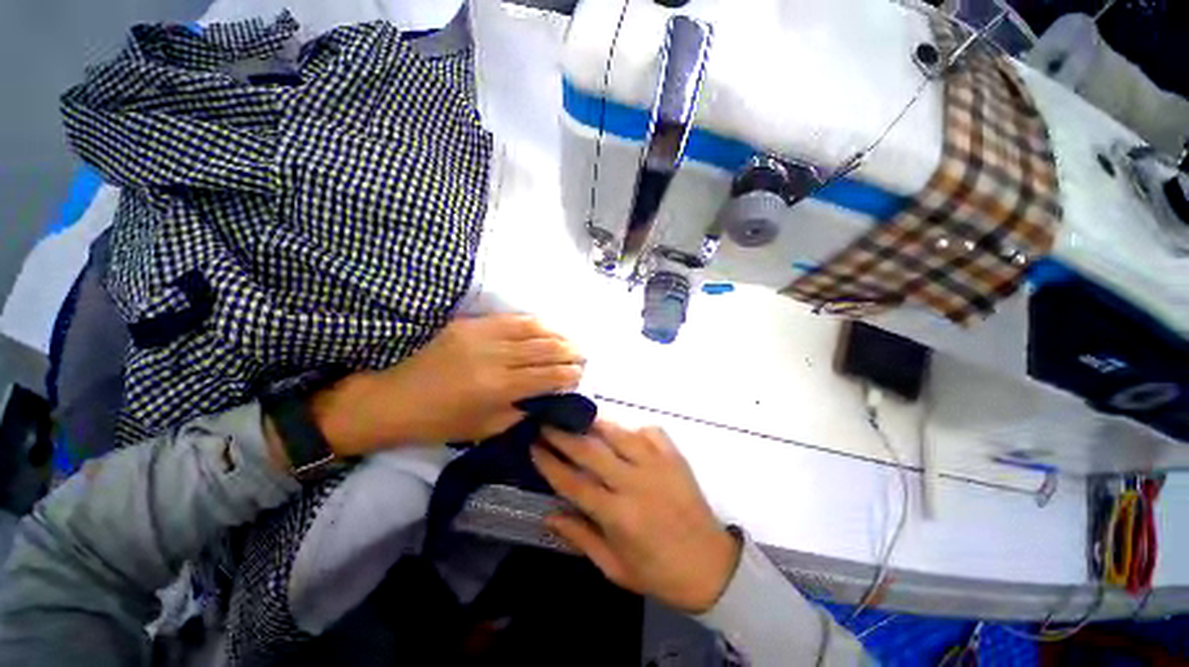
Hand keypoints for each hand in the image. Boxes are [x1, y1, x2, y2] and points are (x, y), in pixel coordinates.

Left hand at [311, 315, 584, 455]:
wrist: (387, 398)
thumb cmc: (436, 422)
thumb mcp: (483, 428)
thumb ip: (520, 410)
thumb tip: (546, 396)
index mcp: (497, 388)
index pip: (548, 375)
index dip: (569, 374)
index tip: (581, 374)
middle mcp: (495, 356)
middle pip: (545, 348)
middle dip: (570, 351)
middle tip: (583, 355)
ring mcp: (481, 335)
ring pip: (533, 328)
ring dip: (557, 333)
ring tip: (570, 340)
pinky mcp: (469, 323)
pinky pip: (511, 318)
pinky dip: (534, 322)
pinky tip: (545, 326)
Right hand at [532, 421, 740, 613]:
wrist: (711, 565)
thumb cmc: (658, 572)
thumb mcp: (614, 567)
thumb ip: (580, 537)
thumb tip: (549, 513)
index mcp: (617, 514)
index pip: (573, 482)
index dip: (549, 462)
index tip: (534, 446)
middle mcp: (634, 482)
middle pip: (590, 450)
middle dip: (563, 434)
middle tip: (547, 423)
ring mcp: (657, 464)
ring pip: (618, 432)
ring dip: (594, 422)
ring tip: (576, 415)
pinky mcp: (674, 455)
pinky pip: (648, 430)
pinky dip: (631, 426)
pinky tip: (621, 429)